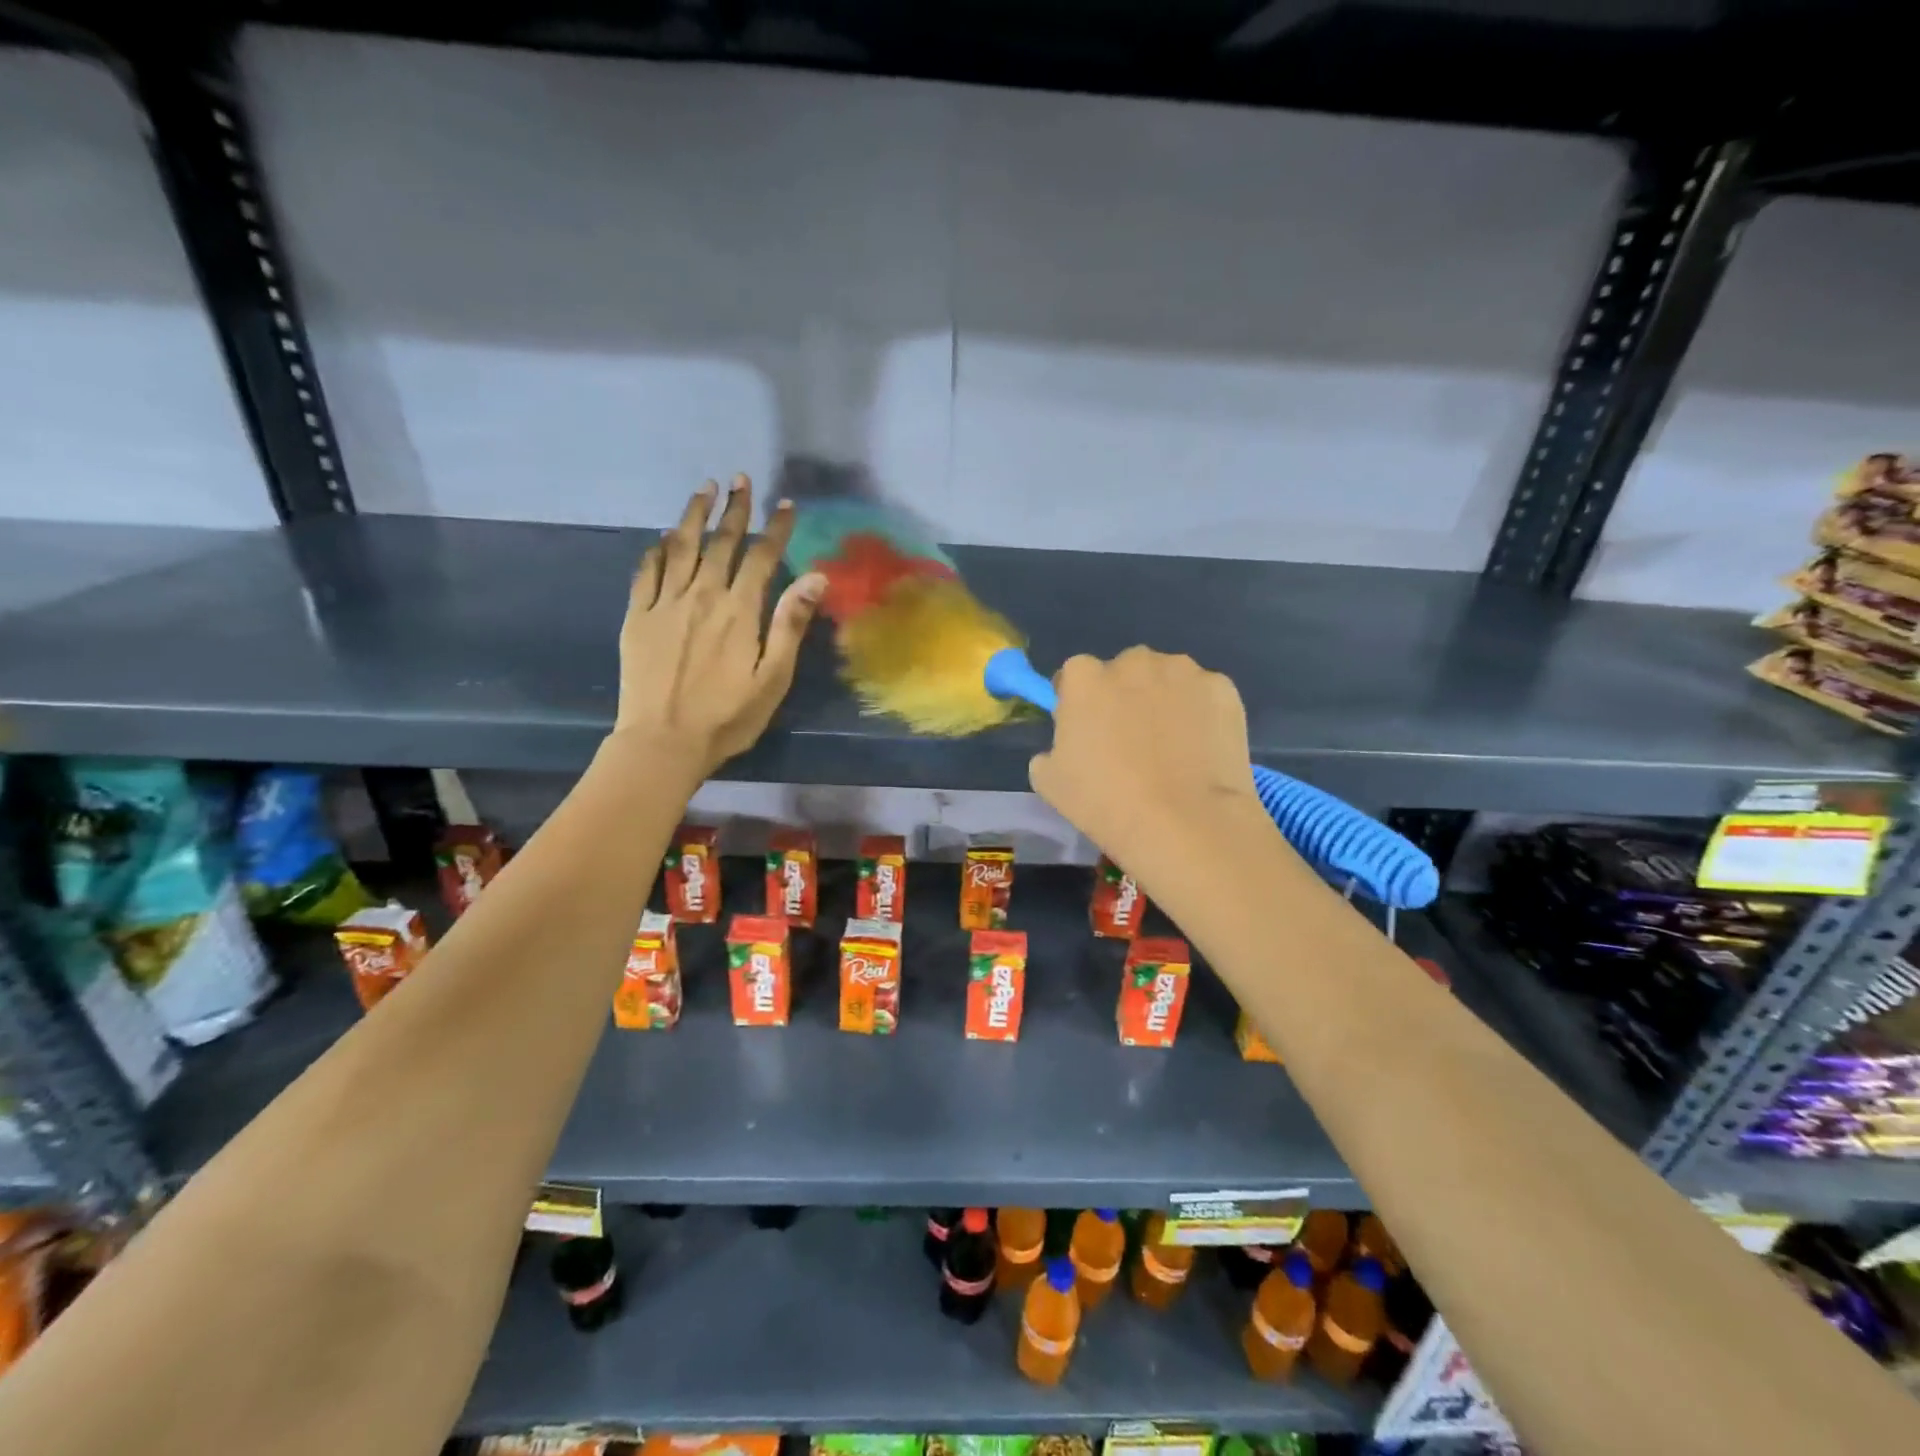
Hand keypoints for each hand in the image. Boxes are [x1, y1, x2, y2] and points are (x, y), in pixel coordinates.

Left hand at [615, 476, 824, 776]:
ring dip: (694, 515)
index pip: (762, 557)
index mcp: (739, 611)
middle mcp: (702, 596)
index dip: (775, 528)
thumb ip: (791, 625)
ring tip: (704, 488)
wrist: (663, 742)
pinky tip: (665, 537)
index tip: (785, 504)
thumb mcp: (773, 678)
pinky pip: (647, 571)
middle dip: (735, 509)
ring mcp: (665, 604)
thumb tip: (816, 576)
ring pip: (681, 547)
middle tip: (740, 480)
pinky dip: (658, 549)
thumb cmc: (728, 717)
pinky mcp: (638, 617)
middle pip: (721, 542)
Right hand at [1027, 647, 1267, 871]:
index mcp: (1085, 678)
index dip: (1079, 700)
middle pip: (1124, 670)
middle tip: (1131, 738)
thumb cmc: (1106, 802)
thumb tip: (1065, 747)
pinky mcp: (1223, 688)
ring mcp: (1183, 671)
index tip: (1086, 728)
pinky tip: (1202, 749)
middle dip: (1124, 694)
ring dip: (1164, 699)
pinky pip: (1204, 695)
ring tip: (1173, 745)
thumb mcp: (1050, 782)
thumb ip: (1051, 750)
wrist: (1185, 823)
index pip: (1075, 674)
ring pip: (1167, 677)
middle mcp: (1133, 662)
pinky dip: (1201, 713)